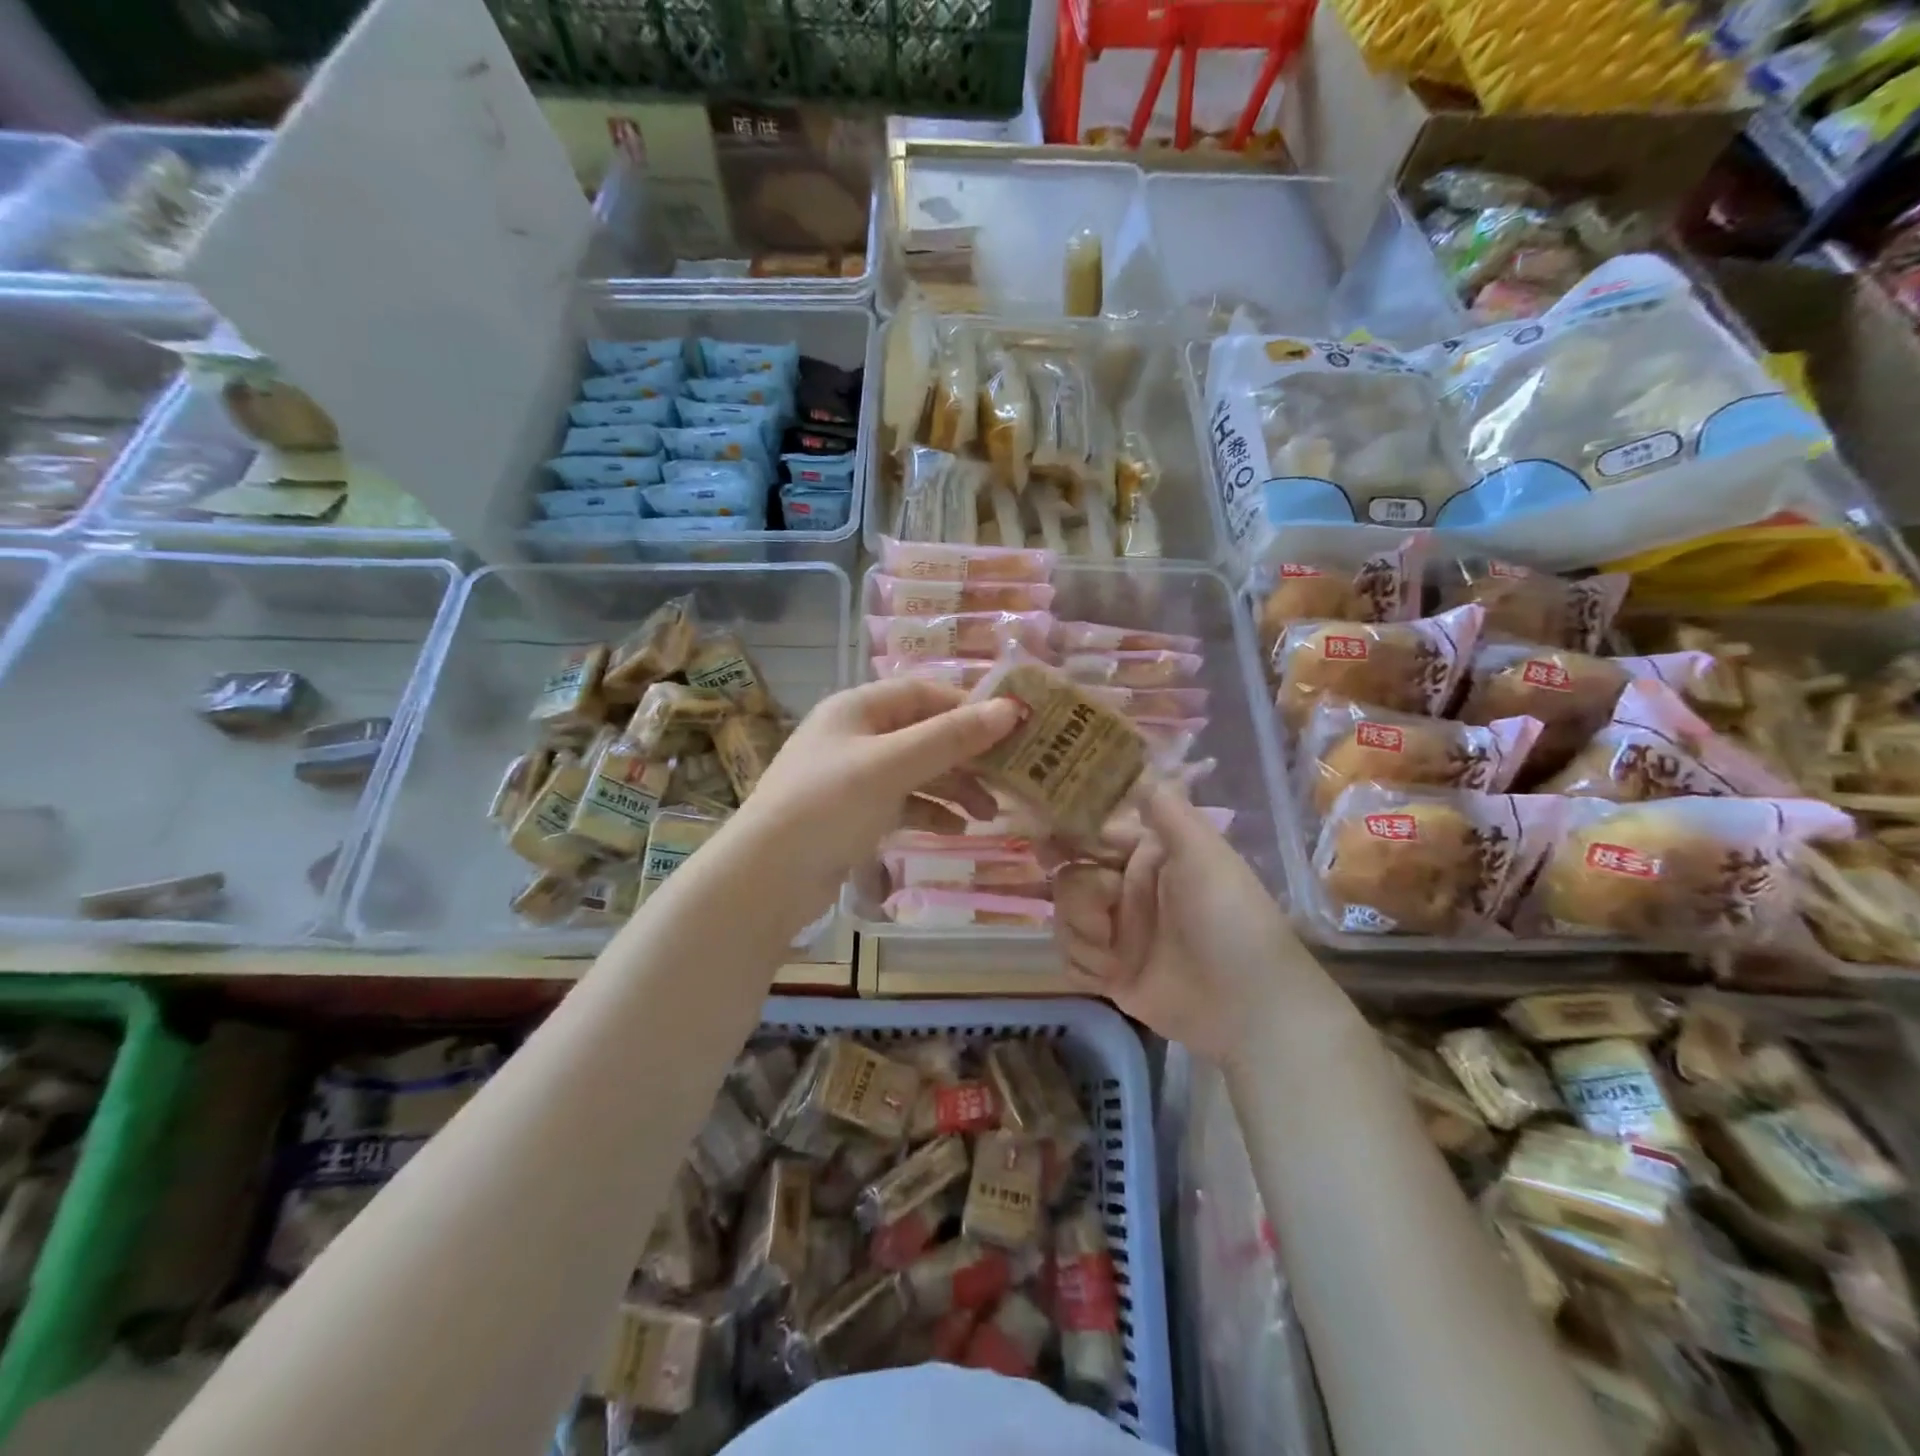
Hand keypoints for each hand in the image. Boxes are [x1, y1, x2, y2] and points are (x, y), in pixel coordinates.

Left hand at [739, 678, 1020, 908]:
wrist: (764, 878)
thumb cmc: (827, 806)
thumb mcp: (892, 766)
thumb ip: (950, 737)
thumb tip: (1010, 708)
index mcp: (857, 708)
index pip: (924, 693)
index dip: (968, 707)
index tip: (1013, 727)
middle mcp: (855, 736)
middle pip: (924, 734)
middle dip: (967, 756)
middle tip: (1009, 777)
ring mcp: (852, 777)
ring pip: (916, 772)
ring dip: (954, 788)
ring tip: (990, 813)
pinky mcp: (852, 815)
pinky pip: (902, 804)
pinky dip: (930, 813)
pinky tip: (957, 831)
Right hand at [1054, 784, 1299, 1060]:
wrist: (1248, 1007)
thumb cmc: (1228, 919)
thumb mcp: (1203, 854)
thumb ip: (1166, 809)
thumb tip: (1139, 763)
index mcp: (1146, 856)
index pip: (1091, 835)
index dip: (1065, 836)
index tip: (1044, 842)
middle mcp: (1126, 890)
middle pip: (1069, 879)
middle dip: (1080, 898)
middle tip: (1103, 913)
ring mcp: (1117, 933)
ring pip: (1064, 919)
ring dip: (1083, 936)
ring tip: (1116, 956)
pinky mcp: (1110, 973)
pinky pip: (1069, 959)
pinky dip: (1084, 967)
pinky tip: (1111, 978)